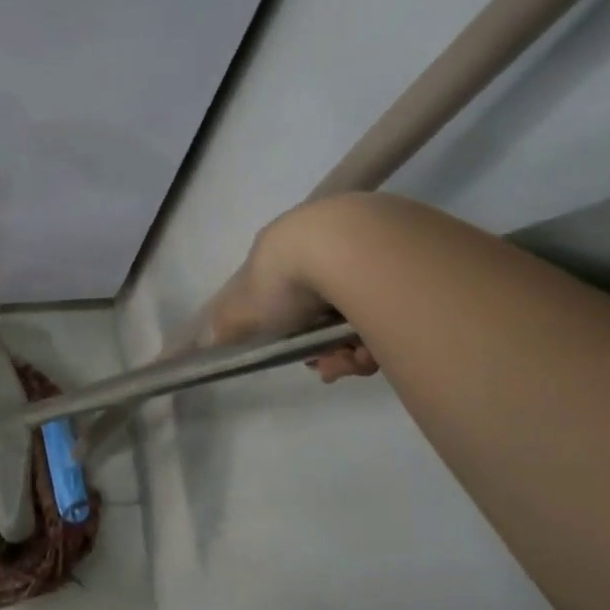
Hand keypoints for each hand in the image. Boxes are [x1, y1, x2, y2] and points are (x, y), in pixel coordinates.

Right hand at [202, 209, 376, 383]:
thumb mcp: (243, 309)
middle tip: (331, 365)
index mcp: (284, 248)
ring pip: (359, 313)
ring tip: (358, 361)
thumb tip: (203, 343)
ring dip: (353, 349)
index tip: (299, 355)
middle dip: (325, 347)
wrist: (350, 248)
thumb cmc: (286, 279)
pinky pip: (393, 308)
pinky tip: (379, 347)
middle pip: (324, 310)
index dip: (288, 331)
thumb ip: (224, 327)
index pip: (283, 295)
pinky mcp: (407, 258)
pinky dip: (383, 333)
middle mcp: (324, 244)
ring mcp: (367, 248)